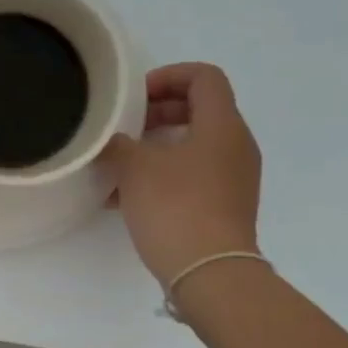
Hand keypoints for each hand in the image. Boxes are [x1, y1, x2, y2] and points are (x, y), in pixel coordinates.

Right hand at [99, 63, 261, 286]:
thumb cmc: (175, 207)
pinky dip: (164, 175)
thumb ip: (118, 144)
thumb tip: (112, 142)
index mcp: (222, 125)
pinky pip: (193, 176)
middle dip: (159, 112)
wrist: (208, 272)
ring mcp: (234, 178)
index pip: (204, 77)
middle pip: (200, 110)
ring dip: (157, 147)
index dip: (169, 76)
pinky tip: (127, 197)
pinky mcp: (224, 206)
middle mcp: (236, 146)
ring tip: (120, 164)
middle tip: (126, 126)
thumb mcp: (134, 168)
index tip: (136, 96)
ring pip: (193, 146)